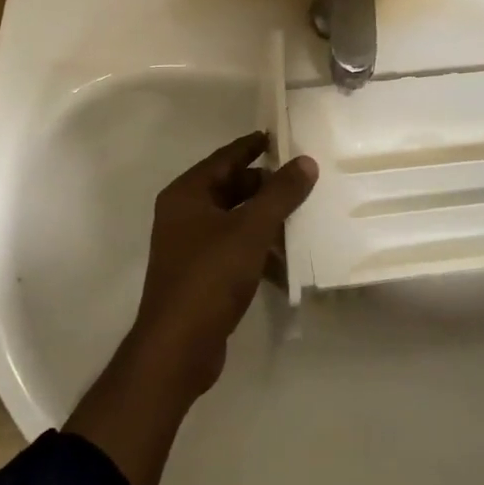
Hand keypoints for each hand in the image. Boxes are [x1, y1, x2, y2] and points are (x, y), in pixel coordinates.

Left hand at [129, 132, 317, 396]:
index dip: (253, 146)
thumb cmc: (210, 276)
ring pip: (235, 221)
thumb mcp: (251, 229)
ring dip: (266, 220)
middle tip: (303, 181)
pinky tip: (288, 261)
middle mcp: (184, 214)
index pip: (225, 158)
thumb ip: (280, 194)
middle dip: (266, 186)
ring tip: (304, 218)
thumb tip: (305, 161)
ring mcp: (190, 247)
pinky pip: (234, 250)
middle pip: (231, 188)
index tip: (283, 137)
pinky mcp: (201, 276)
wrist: (178, 347)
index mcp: (187, 194)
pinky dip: (258, 250)